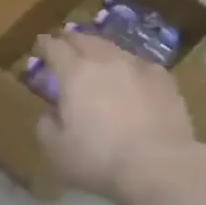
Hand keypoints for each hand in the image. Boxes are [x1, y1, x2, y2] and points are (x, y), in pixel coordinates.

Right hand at [35, 29, 201, 201]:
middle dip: (71, 40)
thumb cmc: (100, 159)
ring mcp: (137, 66)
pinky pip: (139, 63)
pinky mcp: (163, 78)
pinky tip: (131, 77)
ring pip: (113, 47)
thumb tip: (51, 113)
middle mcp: (105, 60)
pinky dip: (128, 66)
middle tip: (66, 45)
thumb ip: (46, 125)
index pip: (55, 47)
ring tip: (98, 57)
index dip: (45, 44)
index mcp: (74, 73)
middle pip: (84, 39)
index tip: (41, 45)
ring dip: (100, 49)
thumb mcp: (56, 150)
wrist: (159, 165)